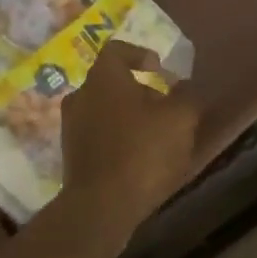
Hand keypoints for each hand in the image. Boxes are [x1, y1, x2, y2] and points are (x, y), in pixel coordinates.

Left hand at [57, 41, 201, 246]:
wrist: (100, 207)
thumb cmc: (142, 152)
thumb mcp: (179, 119)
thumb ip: (186, 96)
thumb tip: (184, 86)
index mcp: (103, 77)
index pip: (117, 50)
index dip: (140, 55)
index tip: (159, 71)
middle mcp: (81, 95)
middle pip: (111, 82)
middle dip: (138, 90)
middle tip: (164, 107)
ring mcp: (71, 126)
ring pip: (103, 109)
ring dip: (127, 117)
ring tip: (154, 136)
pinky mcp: (71, 155)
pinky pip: (97, 136)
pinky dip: (116, 139)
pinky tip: (137, 159)